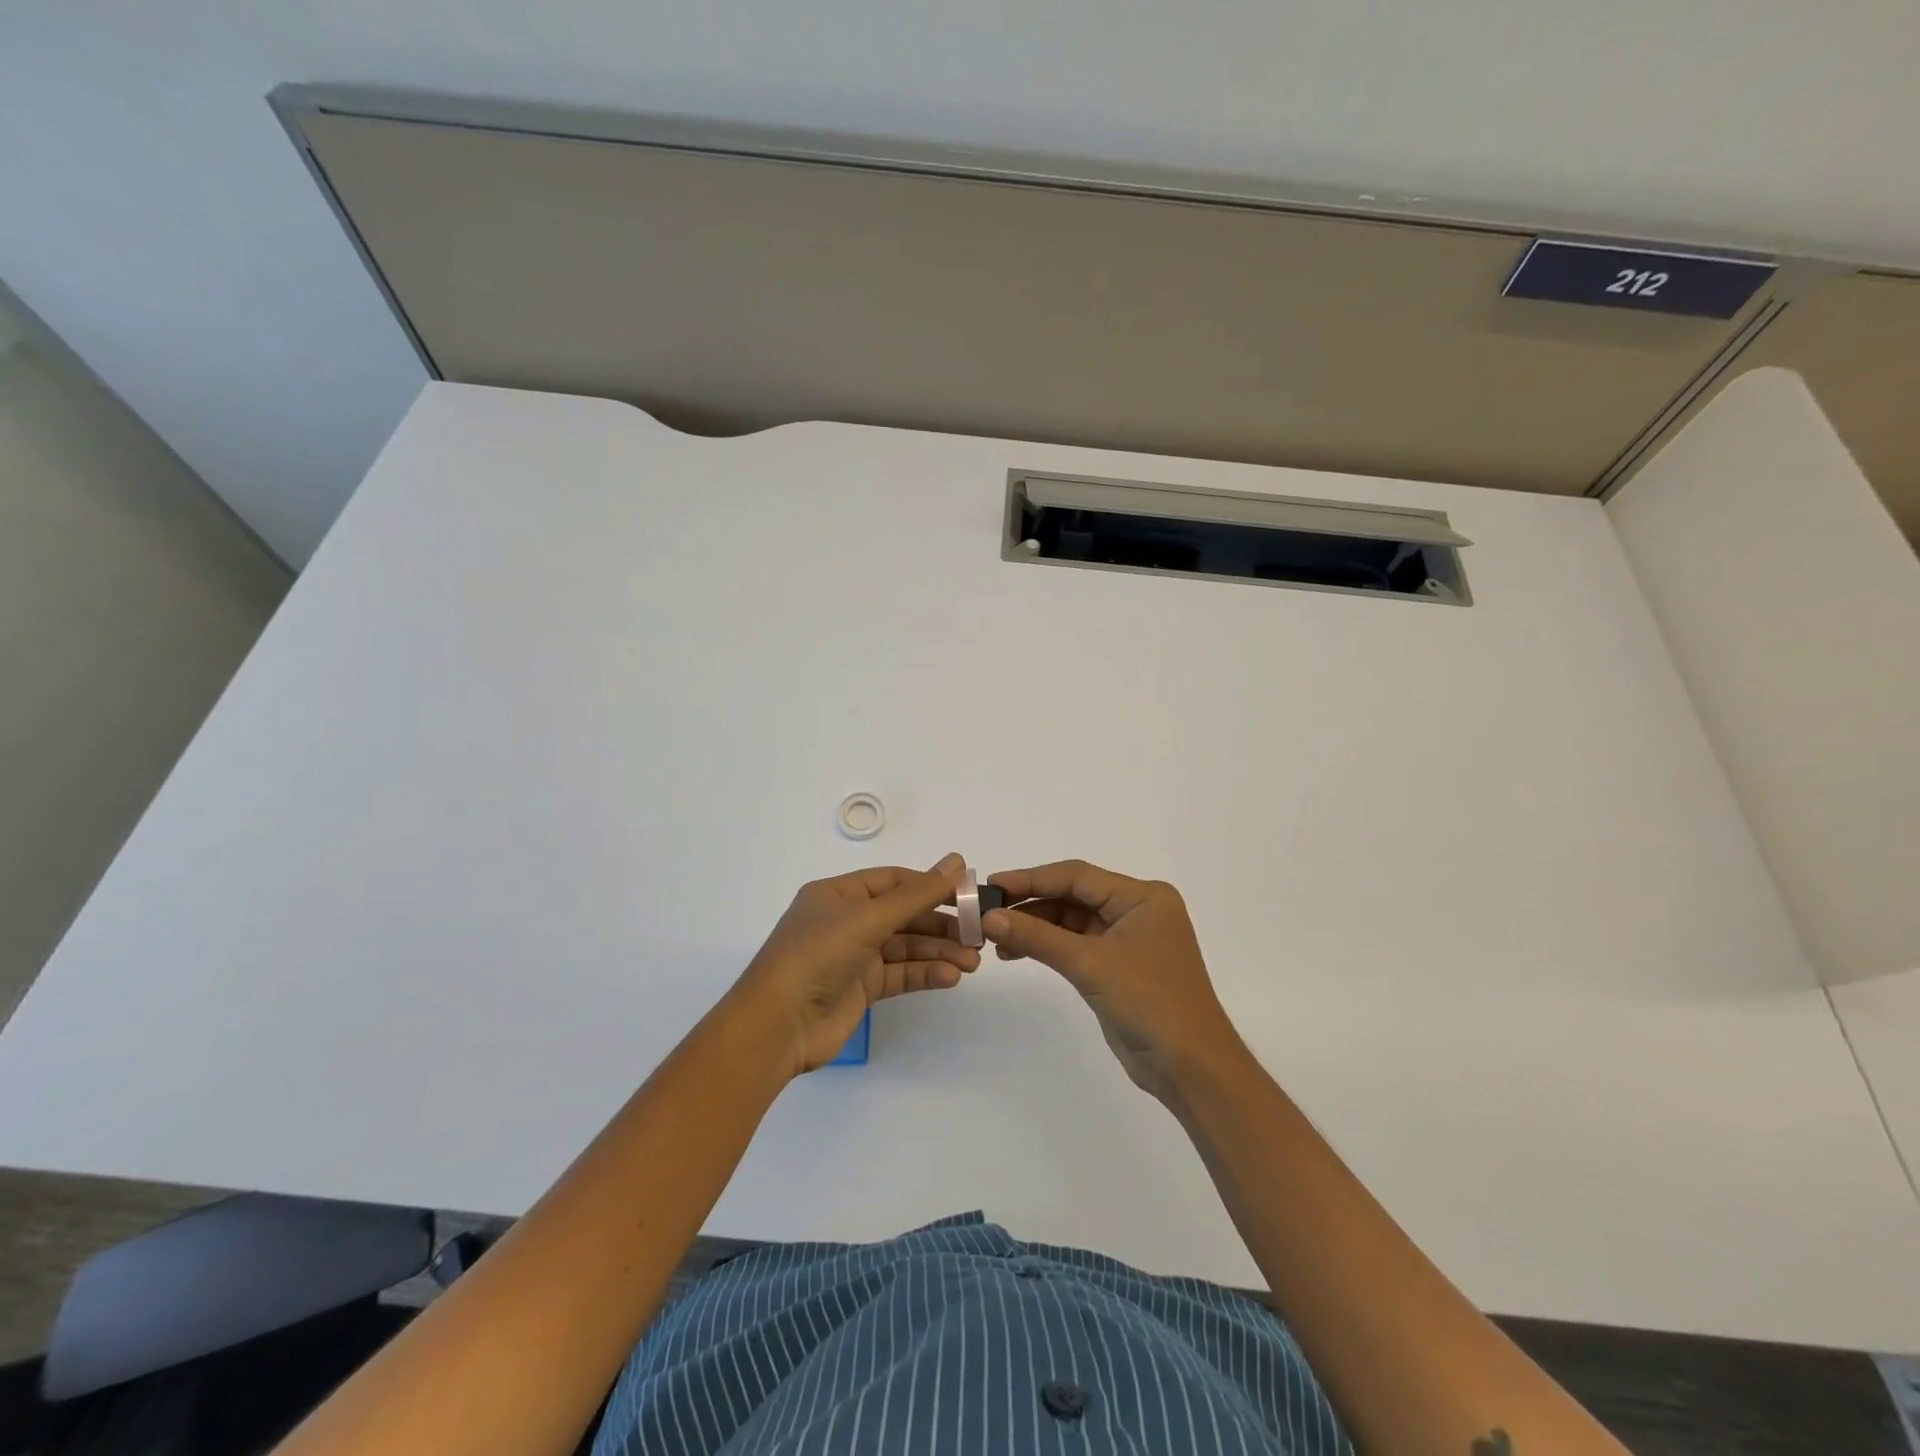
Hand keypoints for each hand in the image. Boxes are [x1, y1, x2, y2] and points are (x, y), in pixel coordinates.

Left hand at [736, 853, 978, 1075]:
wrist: (777, 1026)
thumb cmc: (817, 956)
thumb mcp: (868, 918)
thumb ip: (917, 895)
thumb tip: (957, 862)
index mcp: (839, 894)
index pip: (894, 881)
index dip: (931, 884)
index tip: (968, 892)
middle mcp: (847, 921)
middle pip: (904, 915)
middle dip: (940, 924)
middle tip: (978, 933)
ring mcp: (854, 956)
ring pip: (905, 946)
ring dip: (938, 952)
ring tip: (973, 961)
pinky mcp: (861, 988)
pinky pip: (900, 974)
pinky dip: (925, 974)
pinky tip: (950, 977)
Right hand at [983, 860, 1245, 1100]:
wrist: (1190, 1068)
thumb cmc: (1149, 1002)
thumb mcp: (1090, 964)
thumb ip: (1038, 937)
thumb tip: (990, 917)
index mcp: (1142, 896)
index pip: (1076, 876)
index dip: (1031, 878)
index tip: (992, 884)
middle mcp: (1136, 910)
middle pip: (1073, 895)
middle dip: (1030, 904)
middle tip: (986, 912)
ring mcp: (1127, 938)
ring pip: (1071, 921)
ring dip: (1034, 927)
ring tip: (994, 937)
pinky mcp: (1118, 966)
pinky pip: (1075, 944)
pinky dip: (1047, 946)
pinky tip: (1016, 951)